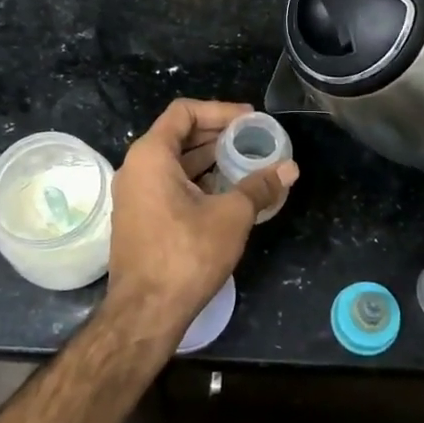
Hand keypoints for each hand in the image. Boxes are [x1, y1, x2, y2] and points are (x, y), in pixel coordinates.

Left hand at [105, 100, 297, 341]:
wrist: (145, 312)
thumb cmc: (186, 254)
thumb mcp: (231, 216)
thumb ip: (260, 187)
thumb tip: (289, 169)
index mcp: (151, 155)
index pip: (184, 112)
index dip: (219, 110)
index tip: (249, 119)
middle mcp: (136, 168)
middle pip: (178, 135)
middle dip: (216, 134)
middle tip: (252, 138)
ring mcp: (133, 194)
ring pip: (173, 162)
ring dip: (208, 159)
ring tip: (245, 161)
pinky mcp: (138, 218)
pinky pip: (168, 184)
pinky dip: (196, 180)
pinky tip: (225, 191)